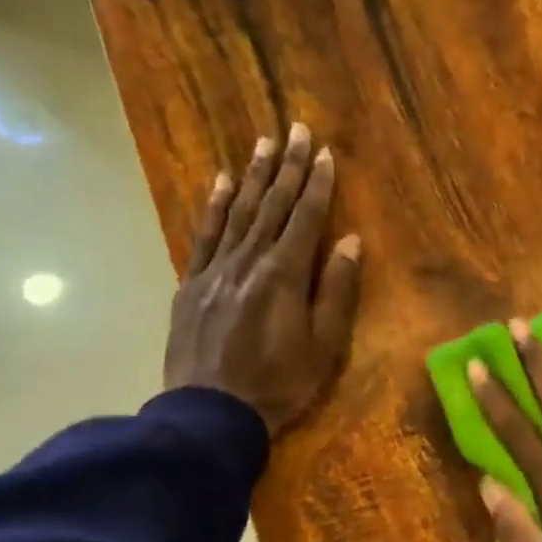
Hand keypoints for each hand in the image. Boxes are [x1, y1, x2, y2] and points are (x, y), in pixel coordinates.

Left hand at [163, 124, 361, 433]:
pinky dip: (215, 206)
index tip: (325, 152)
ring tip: (264, 143)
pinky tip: (222, 183)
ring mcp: (215, 270)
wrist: (211, 412)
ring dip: (254, 176)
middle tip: (296, 130)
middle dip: (288, 167)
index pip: (305, 218)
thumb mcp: (323, 346)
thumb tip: (349, 241)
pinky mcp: (192, 284)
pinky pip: (205, 235)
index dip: (318, 185)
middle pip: (272, 205)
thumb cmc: (278, 384)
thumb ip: (336, 291)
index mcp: (284, 275)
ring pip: (239, 212)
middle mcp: (248, 261)